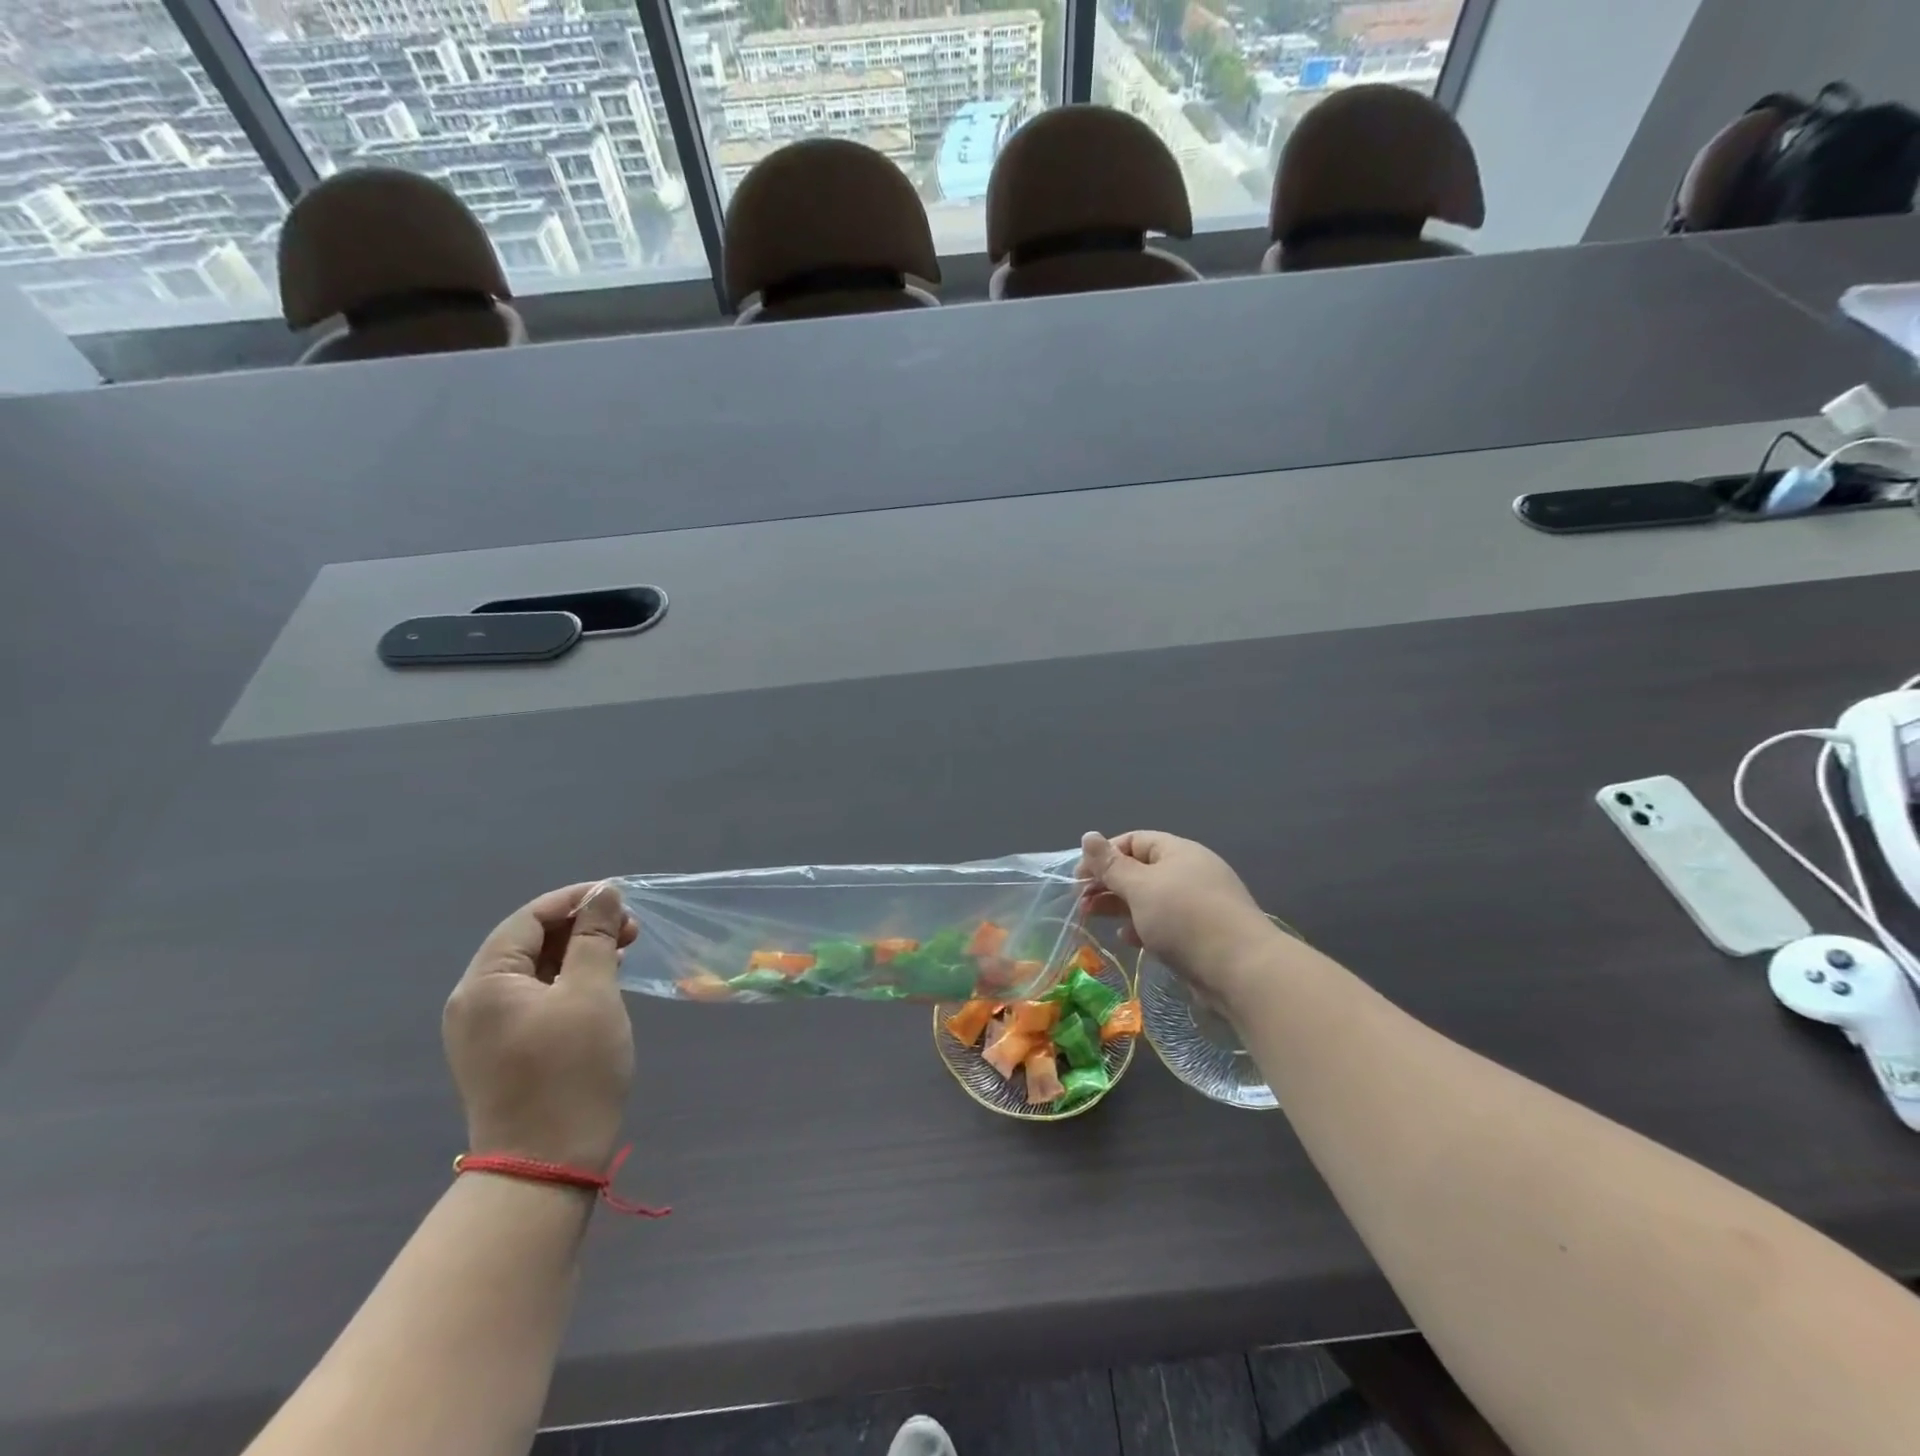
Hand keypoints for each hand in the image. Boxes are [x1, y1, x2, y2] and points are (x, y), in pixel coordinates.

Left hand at [444, 882, 637, 1170]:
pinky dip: (568, 982)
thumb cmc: (571, 1071)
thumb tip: (604, 894)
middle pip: (528, 942)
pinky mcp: (501, 1051)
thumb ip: (596, 937)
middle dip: (580, 927)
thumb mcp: (592, 993)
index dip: (575, 900)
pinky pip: (534, 998)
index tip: (621, 898)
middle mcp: (474, 1001)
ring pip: (534, 970)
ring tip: (623, 953)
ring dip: (578, 954)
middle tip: (631, 929)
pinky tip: (602, 984)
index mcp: (486, 982)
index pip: (528, 918)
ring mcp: (484, 1029)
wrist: (546, 1166)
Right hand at [1078, 831, 1279, 1002]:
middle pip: (1140, 869)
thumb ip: (1111, 864)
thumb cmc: (1184, 918)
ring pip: (1150, 897)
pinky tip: (1129, 939)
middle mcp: (1190, 871)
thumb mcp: (1140, 887)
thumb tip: (1088, 835)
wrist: (1242, 970)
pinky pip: (1164, 922)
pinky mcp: (1202, 933)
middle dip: (1108, 883)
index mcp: (1178, 851)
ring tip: (1094, 919)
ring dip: (1120, 906)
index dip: (1104, 855)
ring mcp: (1198, 903)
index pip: (1133, 840)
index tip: (1078, 877)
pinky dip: (1142, 926)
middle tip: (1081, 902)